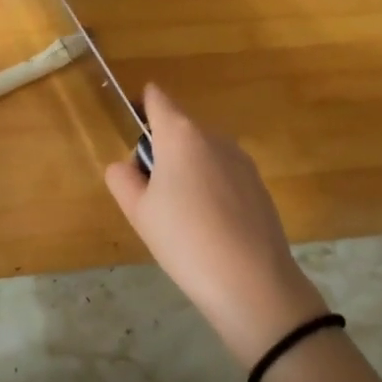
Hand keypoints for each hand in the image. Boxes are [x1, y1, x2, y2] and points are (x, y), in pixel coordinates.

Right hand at [104, 84, 327, 368]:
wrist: (252, 282)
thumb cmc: (184, 240)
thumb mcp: (138, 212)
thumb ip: (122, 180)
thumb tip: (124, 166)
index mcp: (180, 134)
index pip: (157, 99)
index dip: (142, 106)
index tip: (132, 128)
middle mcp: (213, 136)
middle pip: (180, 128)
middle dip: (163, 149)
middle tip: (150, 192)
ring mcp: (241, 159)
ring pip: (203, 152)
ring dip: (188, 169)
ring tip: (181, 216)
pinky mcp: (259, 184)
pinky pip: (224, 174)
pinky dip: (212, 188)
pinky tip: (210, 227)